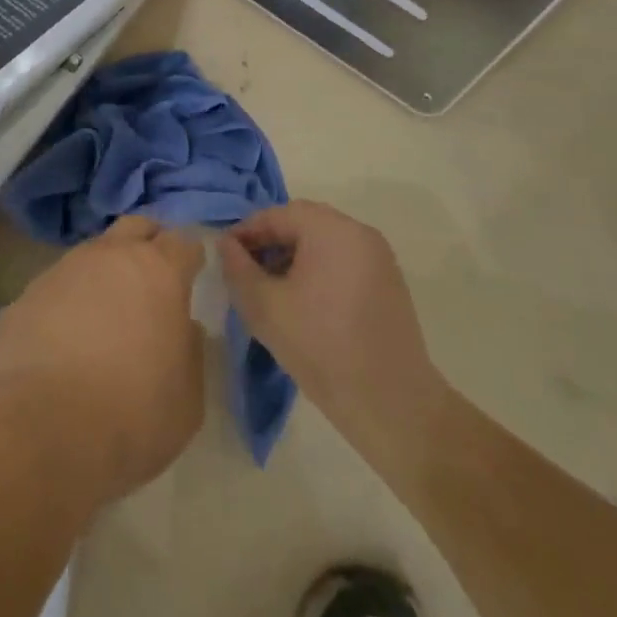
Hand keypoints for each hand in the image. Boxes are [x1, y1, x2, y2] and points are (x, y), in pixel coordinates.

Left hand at [0, 216, 204, 508]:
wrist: (38, 431)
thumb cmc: (130, 417)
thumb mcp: (187, 399)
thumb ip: (189, 351)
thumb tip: (181, 327)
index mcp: (158, 272)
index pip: (183, 242)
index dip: (190, 257)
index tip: (192, 275)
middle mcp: (110, 257)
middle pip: (135, 227)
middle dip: (148, 242)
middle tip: (153, 276)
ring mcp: (63, 270)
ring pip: (92, 254)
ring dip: (105, 272)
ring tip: (107, 312)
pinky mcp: (26, 295)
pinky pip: (57, 287)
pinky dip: (68, 301)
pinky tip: (65, 338)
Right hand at [218, 201, 446, 476]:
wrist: (390, 402)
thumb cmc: (320, 346)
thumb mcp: (264, 306)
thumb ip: (238, 268)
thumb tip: (226, 244)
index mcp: (331, 229)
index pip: (278, 214)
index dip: (247, 231)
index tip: (225, 254)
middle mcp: (359, 232)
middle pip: (304, 223)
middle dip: (271, 241)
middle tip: (246, 268)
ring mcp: (379, 257)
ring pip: (324, 241)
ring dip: (294, 254)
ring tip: (271, 287)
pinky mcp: (389, 282)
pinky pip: (344, 260)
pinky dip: (319, 268)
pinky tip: (304, 301)